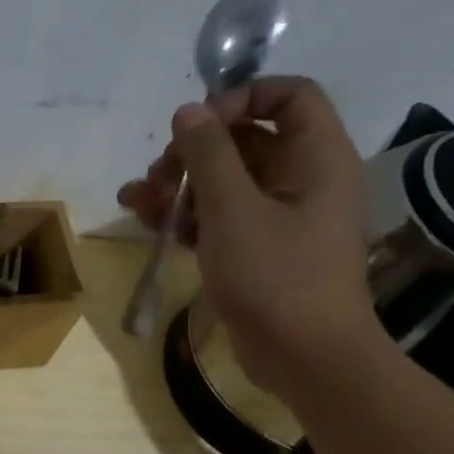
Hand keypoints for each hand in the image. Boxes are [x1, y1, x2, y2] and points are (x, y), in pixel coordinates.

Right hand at [119, 76, 381, 400]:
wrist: (304, 357)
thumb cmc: (276, 276)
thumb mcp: (233, 210)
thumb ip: (209, 155)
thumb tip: (189, 111)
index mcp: (316, 158)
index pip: (290, 96)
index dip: (242, 97)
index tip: (198, 123)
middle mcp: (302, 179)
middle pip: (246, 140)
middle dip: (194, 151)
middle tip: (159, 172)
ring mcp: (278, 216)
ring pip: (224, 181)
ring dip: (179, 184)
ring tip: (137, 199)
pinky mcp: (256, 249)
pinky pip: (218, 216)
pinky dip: (184, 215)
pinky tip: (145, 221)